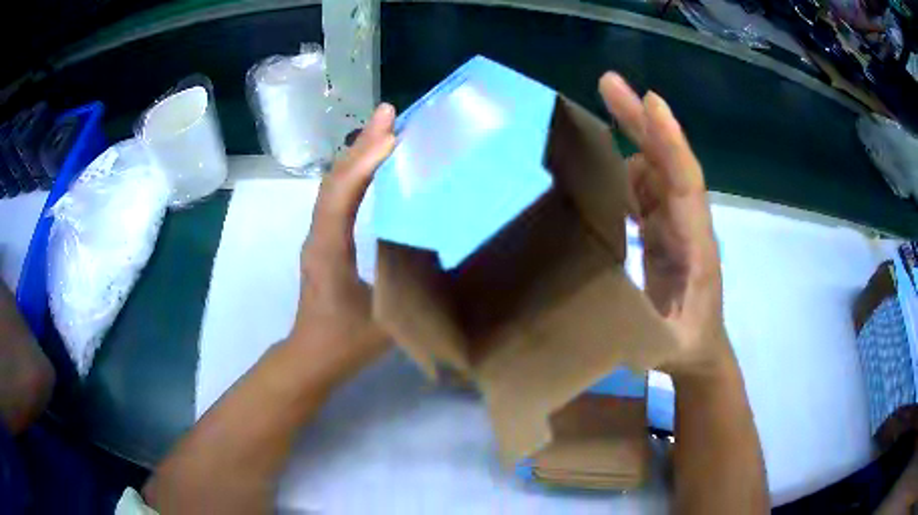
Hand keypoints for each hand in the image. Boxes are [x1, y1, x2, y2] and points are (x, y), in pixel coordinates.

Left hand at [291, 104, 396, 378]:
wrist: (310, 357)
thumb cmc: (344, 343)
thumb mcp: (386, 322)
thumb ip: (412, 288)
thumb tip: (444, 255)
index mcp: (328, 252)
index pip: (341, 197)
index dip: (364, 164)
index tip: (392, 136)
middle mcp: (318, 236)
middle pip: (334, 180)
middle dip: (362, 144)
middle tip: (389, 112)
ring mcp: (318, 236)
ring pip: (334, 185)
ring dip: (358, 153)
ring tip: (385, 127)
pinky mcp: (324, 240)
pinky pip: (337, 198)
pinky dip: (356, 173)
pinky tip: (374, 162)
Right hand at [599, 73, 732, 379]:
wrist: (701, 350)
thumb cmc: (686, 345)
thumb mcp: (665, 345)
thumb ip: (642, 323)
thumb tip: (600, 292)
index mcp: (696, 246)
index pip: (686, 184)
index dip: (669, 142)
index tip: (649, 102)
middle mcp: (687, 222)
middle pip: (668, 161)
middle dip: (642, 121)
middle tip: (610, 84)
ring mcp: (674, 222)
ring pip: (654, 167)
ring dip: (628, 136)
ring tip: (592, 114)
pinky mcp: (662, 227)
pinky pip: (642, 186)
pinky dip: (620, 165)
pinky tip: (594, 161)